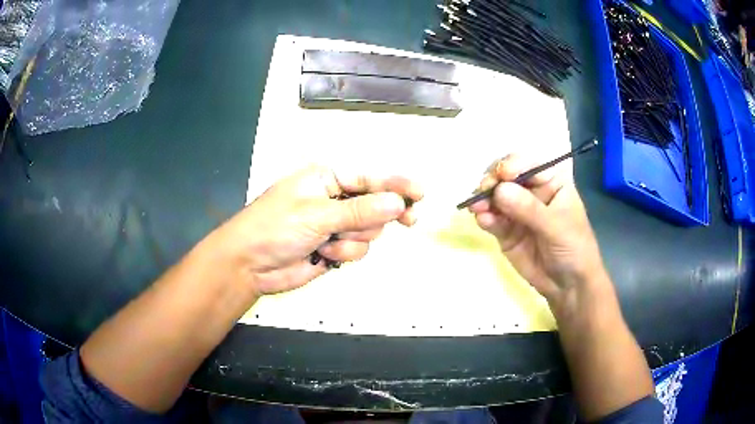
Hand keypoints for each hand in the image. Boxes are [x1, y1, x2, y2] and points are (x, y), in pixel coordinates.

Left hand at [208, 165, 422, 297]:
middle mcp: (334, 199)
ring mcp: (335, 225)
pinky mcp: (334, 248)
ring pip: (370, 230)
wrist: (250, 265)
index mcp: (327, 178)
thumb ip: (358, 210)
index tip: (421, 193)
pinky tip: (324, 256)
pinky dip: (345, 254)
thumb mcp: (316, 215)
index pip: (370, 177)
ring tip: (329, 244)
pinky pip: (358, 249)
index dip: (397, 183)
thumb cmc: (275, 228)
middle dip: (379, 216)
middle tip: (409, 221)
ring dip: (354, 239)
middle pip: (376, 204)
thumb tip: (397, 203)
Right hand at [468, 154, 607, 312]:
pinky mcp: (505, 231)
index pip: (529, 164)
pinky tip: (482, 221)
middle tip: (484, 190)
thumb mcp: (557, 226)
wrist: (568, 286)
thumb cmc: (574, 248)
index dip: (513, 165)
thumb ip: (529, 209)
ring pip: (495, 197)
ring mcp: (516, 211)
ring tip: (477, 208)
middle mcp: (532, 192)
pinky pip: (491, 219)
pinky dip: (484, 217)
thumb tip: (499, 190)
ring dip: (483, 199)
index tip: (502, 175)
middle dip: (493, 180)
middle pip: (507, 177)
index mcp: (551, 182)